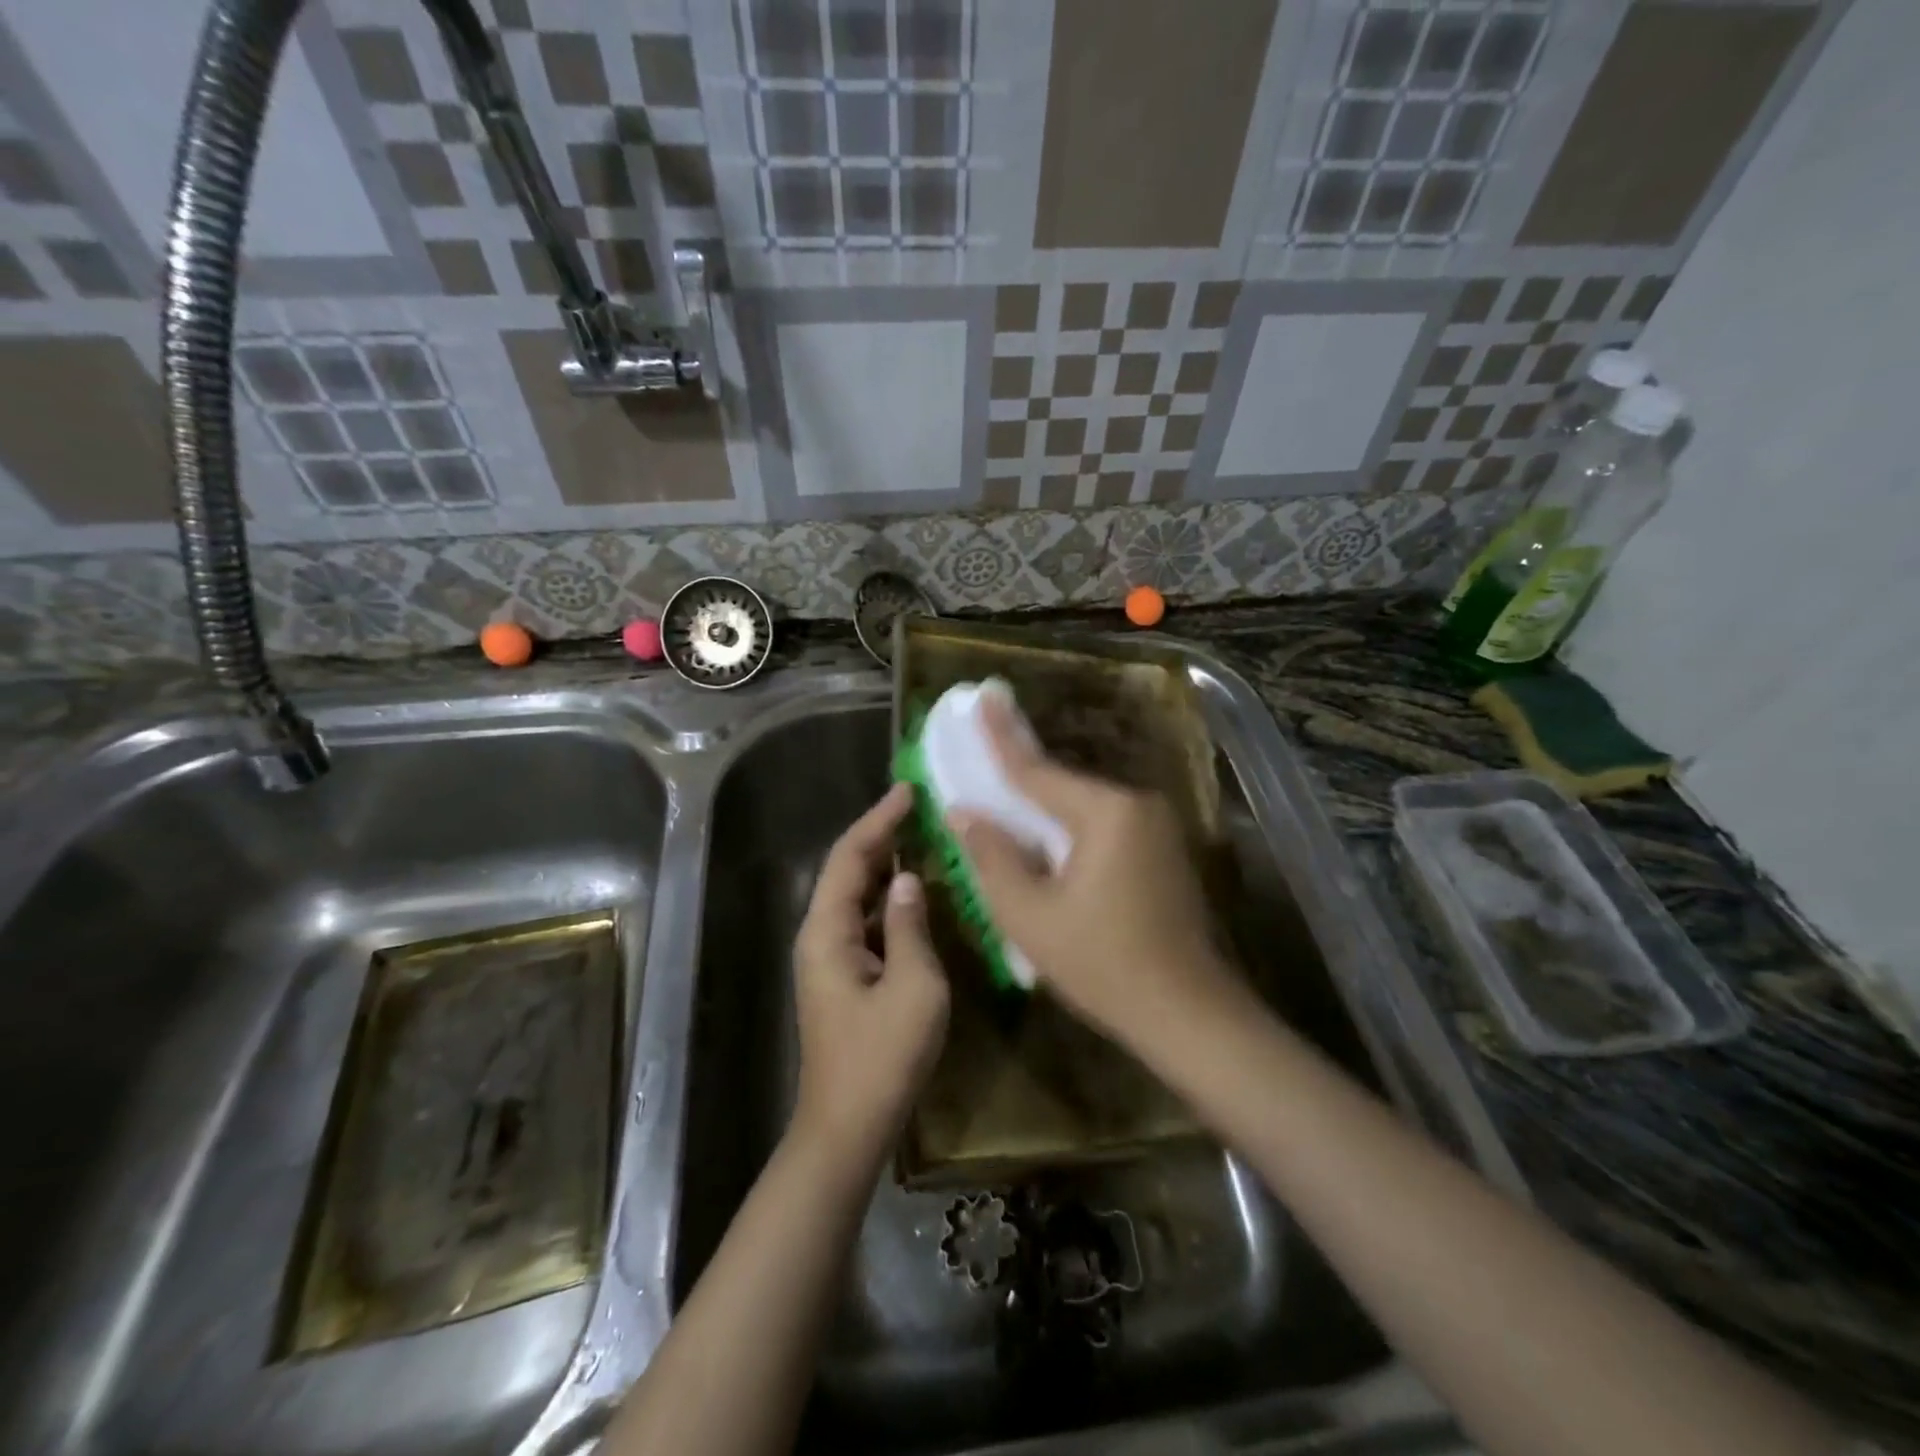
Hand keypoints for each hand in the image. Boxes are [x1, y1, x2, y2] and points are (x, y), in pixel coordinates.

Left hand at [792, 783, 949, 1163]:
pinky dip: (891, 898)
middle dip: (882, 834)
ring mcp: (830, 957)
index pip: (851, 856)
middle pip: (849, 870)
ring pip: (857, 895)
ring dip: (887, 864)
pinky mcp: (845, 976)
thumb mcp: (914, 986)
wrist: (848, 1127)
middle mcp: (820, 935)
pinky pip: (867, 920)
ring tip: (924, 836)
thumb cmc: (882, 1057)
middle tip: (921, 806)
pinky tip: (919, 892)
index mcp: (827, 930)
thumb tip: (912, 878)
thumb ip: (912, 925)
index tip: (908, 789)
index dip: (879, 819)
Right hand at [952, 696, 1230, 1047]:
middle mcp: (1137, 805)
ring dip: (1044, 809)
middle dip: (1021, 778)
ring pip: (1083, 807)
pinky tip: (1046, 844)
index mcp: (1106, 813)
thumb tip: (964, 812)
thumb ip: (992, 856)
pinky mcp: (1164, 849)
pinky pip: (1104, 825)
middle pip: (1063, 786)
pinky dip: (1070, 829)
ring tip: (1004, 804)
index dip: (1001, 735)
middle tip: (982, 756)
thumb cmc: (1102, 965)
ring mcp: (1157, 827)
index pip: (1037, 770)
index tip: (982, 696)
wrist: (1188, 1013)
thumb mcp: (1030, 916)